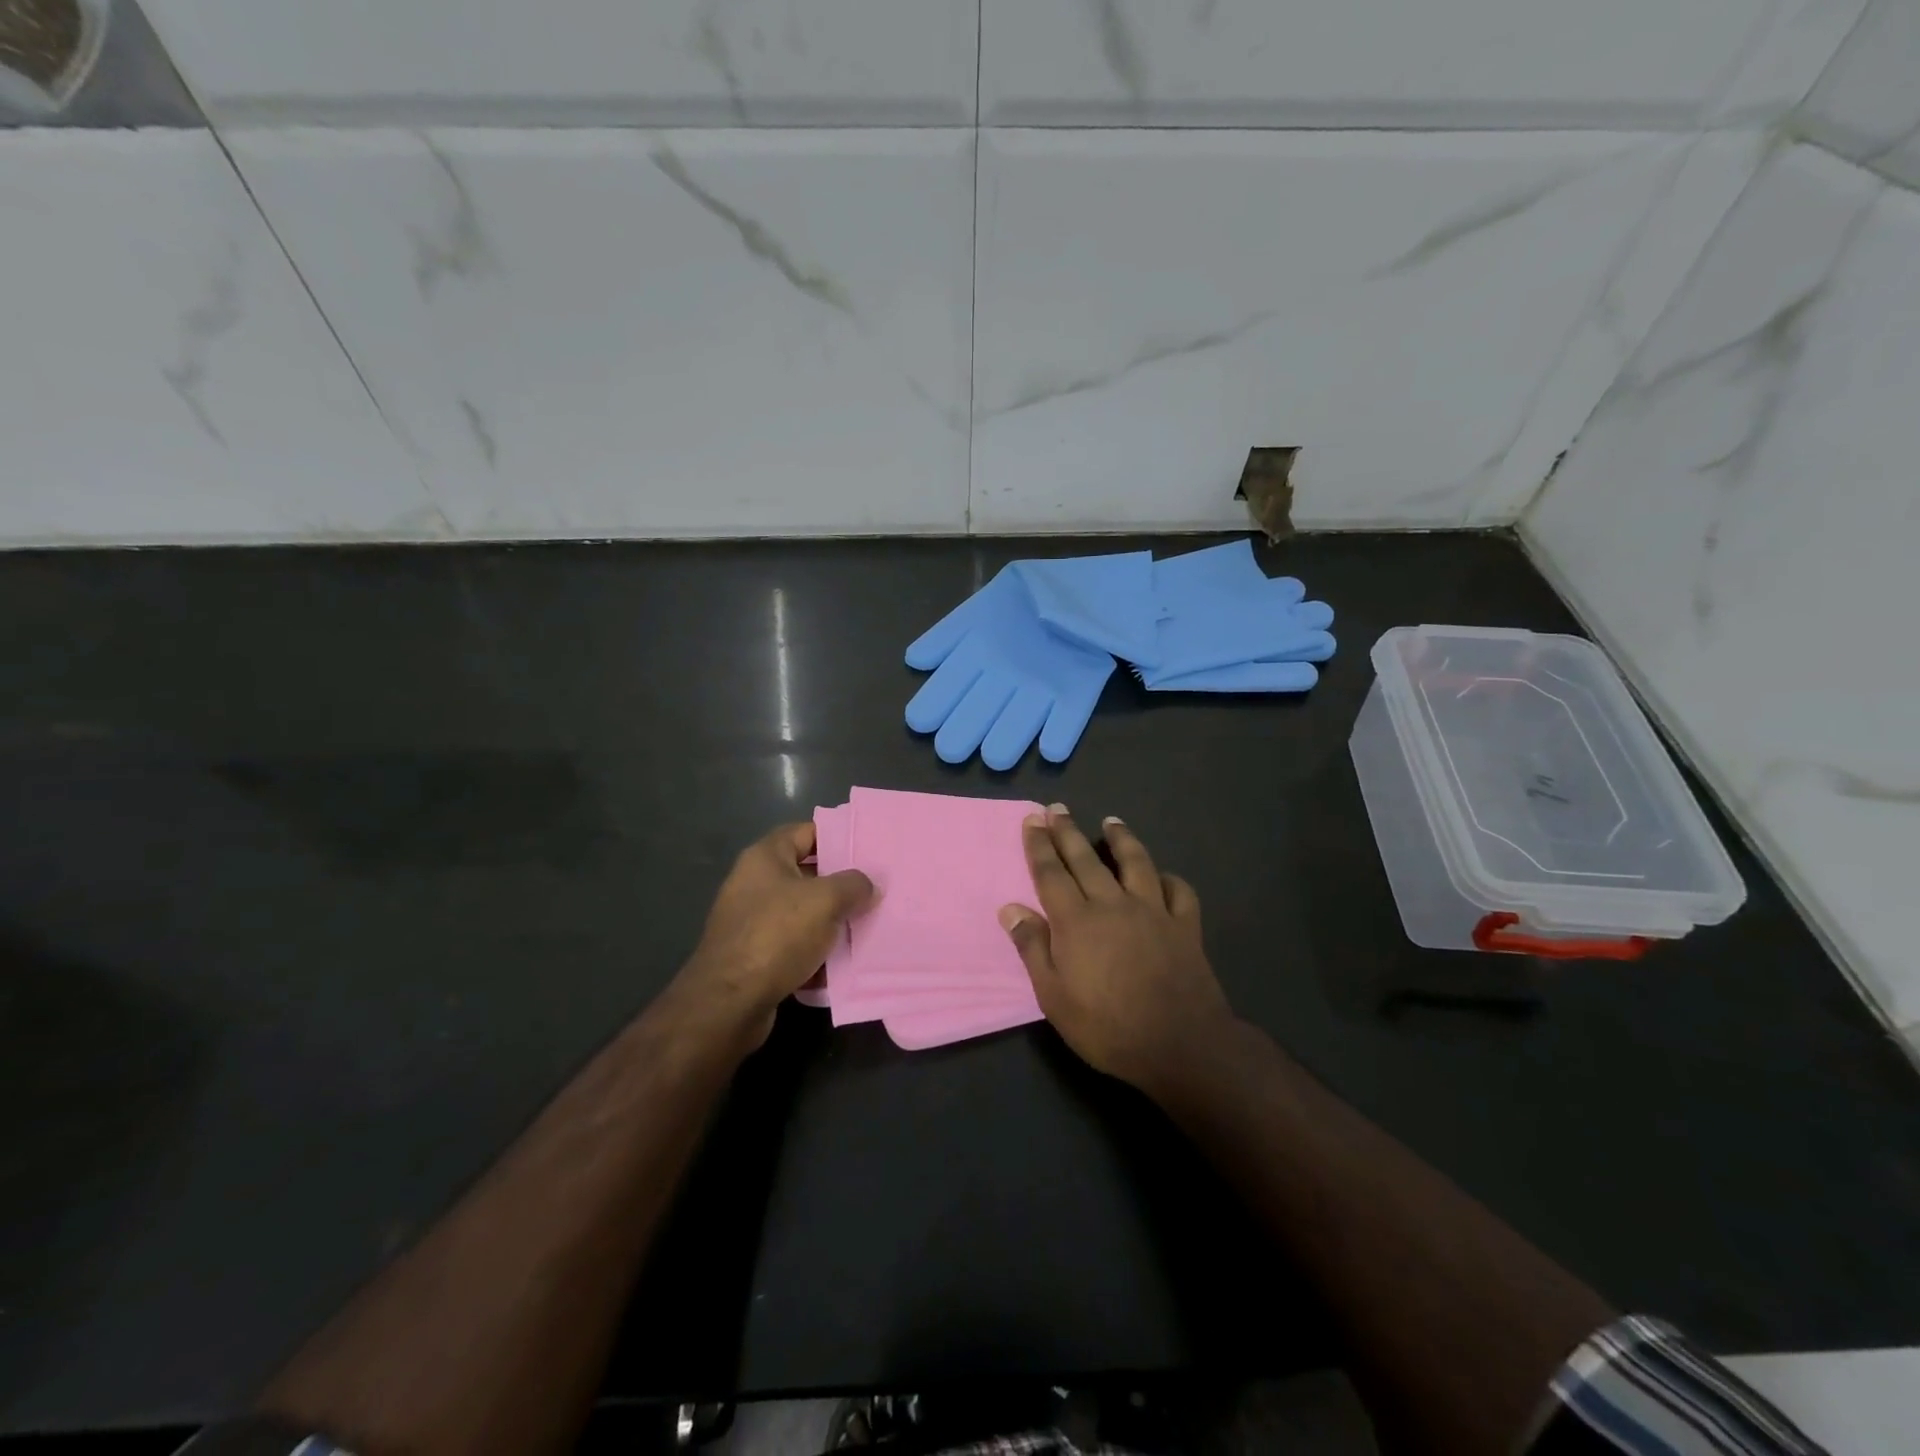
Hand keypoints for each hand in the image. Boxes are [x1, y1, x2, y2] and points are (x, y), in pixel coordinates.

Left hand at [675, 823, 874, 1048]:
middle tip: (875, 890)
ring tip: (867, 926)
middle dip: (840, 884)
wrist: (729, 1003)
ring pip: (802, 914)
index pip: (805, 832)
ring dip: (831, 922)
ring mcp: (752, 922)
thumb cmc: (776, 935)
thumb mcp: (825, 900)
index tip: (868, 849)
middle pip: (806, 875)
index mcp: (765, 858)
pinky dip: (815, 953)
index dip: (837, 837)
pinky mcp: (754, 957)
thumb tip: (868, 885)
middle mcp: (754, 884)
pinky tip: (842, 964)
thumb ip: (854, 885)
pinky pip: (793, 946)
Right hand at [1000, 807, 1236, 1096]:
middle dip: (1068, 831)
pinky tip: (1163, 876)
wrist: (1180, 1046)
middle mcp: (1113, 904)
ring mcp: (1153, 912)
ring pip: (1136, 863)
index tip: (1032, 820)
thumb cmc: (1107, 1027)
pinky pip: (1179, 892)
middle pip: (1086, 859)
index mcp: (1077, 921)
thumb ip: (1033, 948)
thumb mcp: (1054, 997)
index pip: (1051, 873)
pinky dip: (1170, 879)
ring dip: (1121, 839)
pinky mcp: (1185, 926)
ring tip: (1111, 821)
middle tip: (1057, 807)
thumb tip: (1010, 908)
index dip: (1039, 845)